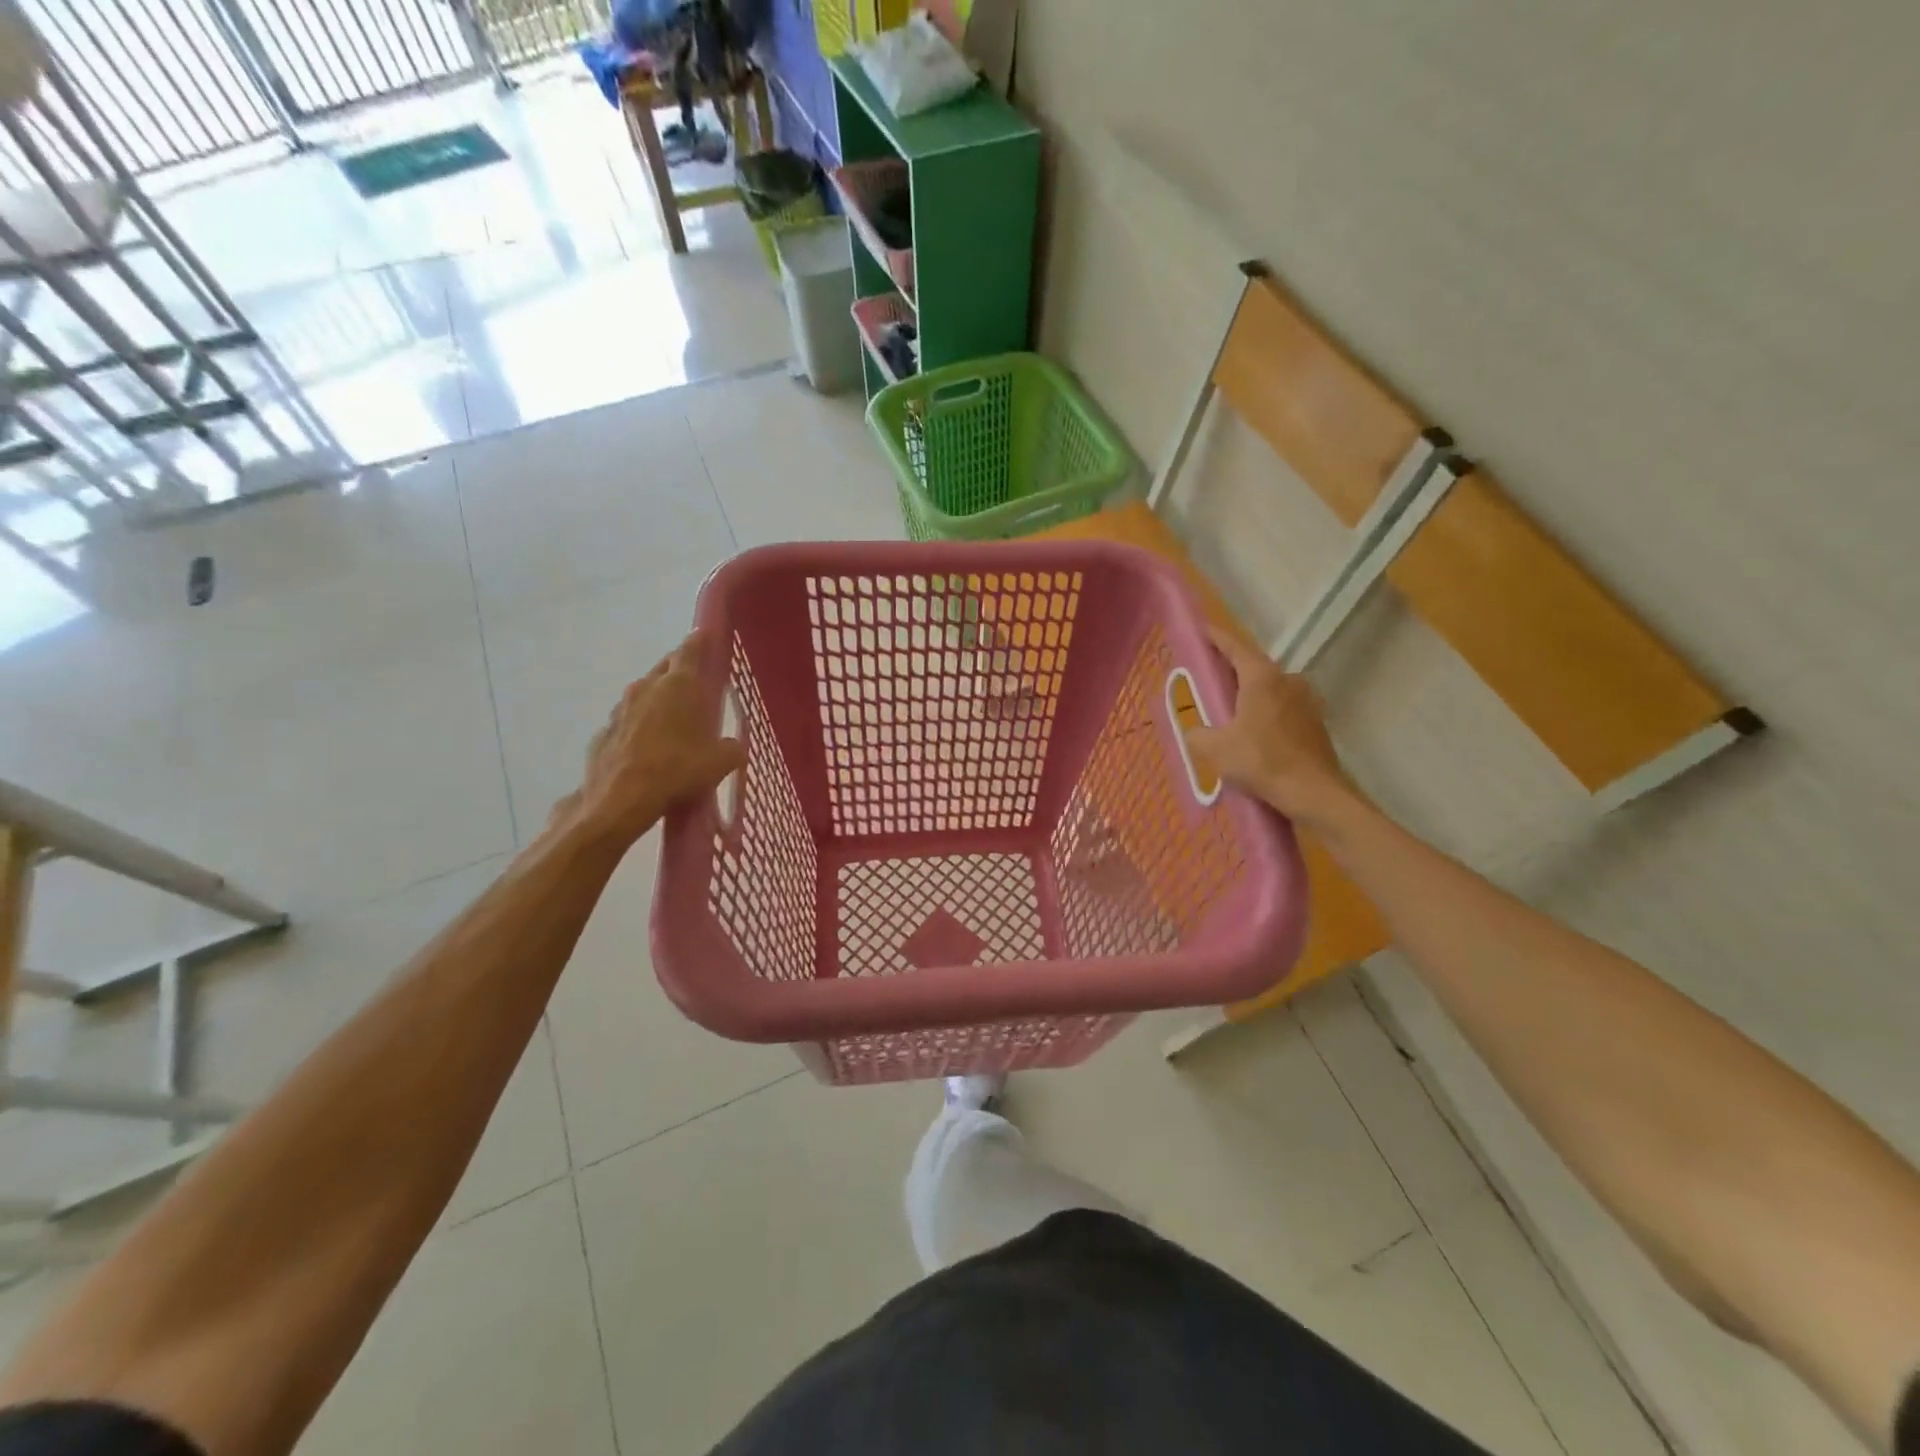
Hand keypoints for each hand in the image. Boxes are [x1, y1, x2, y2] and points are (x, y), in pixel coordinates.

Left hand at [554, 631, 744, 846]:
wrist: (620, 800)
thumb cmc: (677, 770)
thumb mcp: (720, 762)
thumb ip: (731, 749)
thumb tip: (733, 747)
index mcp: (679, 685)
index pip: (691, 650)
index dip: (701, 641)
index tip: (707, 636)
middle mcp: (647, 687)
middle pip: (665, 667)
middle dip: (680, 669)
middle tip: (696, 682)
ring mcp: (621, 709)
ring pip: (644, 693)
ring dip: (658, 699)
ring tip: (673, 718)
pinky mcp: (605, 732)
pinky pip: (628, 721)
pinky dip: (640, 726)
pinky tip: (648, 746)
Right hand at [1185, 627, 1359, 825]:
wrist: (1314, 792)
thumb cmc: (1262, 762)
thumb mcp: (1215, 749)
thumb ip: (1197, 734)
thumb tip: (1194, 731)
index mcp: (1261, 677)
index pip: (1235, 647)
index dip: (1216, 638)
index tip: (1202, 629)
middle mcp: (1287, 680)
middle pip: (1253, 666)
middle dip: (1231, 669)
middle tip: (1209, 675)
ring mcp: (1306, 701)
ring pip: (1270, 688)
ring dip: (1250, 693)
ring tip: (1229, 707)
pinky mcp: (1315, 722)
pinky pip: (1283, 708)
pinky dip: (1266, 712)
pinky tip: (1254, 731)